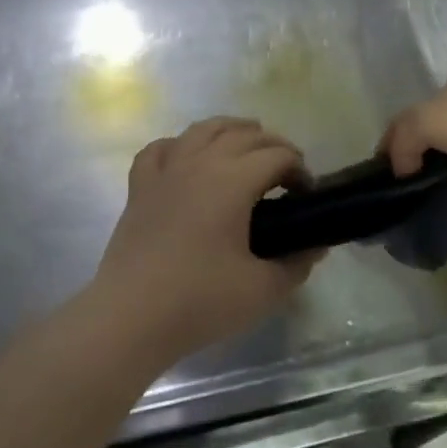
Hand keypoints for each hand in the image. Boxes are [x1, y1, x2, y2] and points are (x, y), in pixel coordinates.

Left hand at [92, 117, 320, 361]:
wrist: (130, 318)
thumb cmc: (200, 301)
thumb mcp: (263, 290)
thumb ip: (296, 264)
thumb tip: (315, 248)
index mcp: (232, 180)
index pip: (276, 155)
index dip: (299, 169)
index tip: (307, 195)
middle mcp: (199, 163)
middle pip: (244, 135)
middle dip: (273, 146)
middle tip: (287, 173)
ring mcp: (165, 172)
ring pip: (202, 130)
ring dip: (231, 129)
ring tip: (247, 141)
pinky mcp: (139, 188)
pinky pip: (160, 149)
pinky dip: (179, 145)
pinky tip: (187, 157)